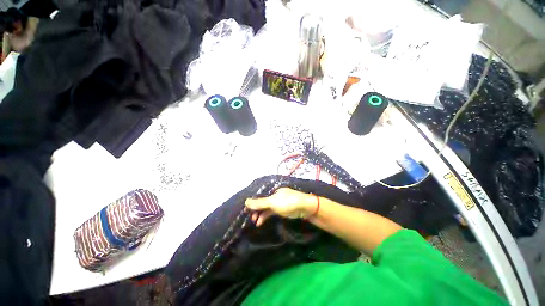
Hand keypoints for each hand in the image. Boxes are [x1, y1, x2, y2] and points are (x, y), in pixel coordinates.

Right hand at [245, 188, 316, 225]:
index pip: (260, 196)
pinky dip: (265, 216)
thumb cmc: (288, 202)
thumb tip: (246, 201)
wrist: (305, 208)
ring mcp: (278, 203)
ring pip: (266, 208)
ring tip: (255, 222)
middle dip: (256, 210)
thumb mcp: (272, 202)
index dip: (253, 203)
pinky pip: (271, 212)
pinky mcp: (281, 210)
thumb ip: (260, 203)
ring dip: (260, 214)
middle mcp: (274, 196)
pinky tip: (260, 222)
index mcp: (272, 191)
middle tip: (250, 217)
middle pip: (262, 202)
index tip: (246, 210)